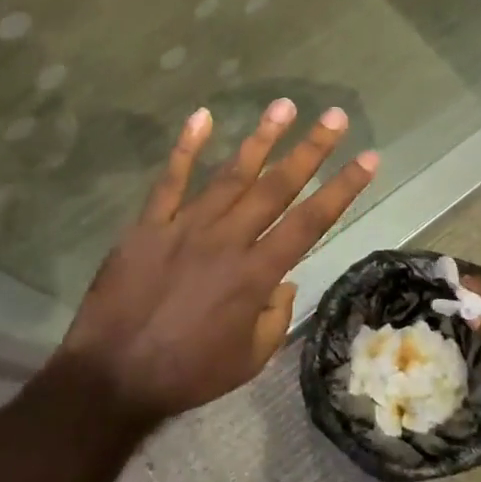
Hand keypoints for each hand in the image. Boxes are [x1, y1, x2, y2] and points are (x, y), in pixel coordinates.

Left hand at [55, 99, 377, 426]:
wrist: (112, 375)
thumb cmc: (187, 373)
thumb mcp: (249, 360)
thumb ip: (275, 318)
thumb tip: (285, 282)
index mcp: (255, 274)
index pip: (310, 222)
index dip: (342, 189)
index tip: (368, 158)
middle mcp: (227, 240)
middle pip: (276, 187)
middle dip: (310, 149)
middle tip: (334, 116)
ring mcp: (185, 226)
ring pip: (230, 175)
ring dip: (260, 139)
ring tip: (284, 106)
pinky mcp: (149, 224)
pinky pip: (170, 180)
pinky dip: (186, 147)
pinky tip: (202, 116)